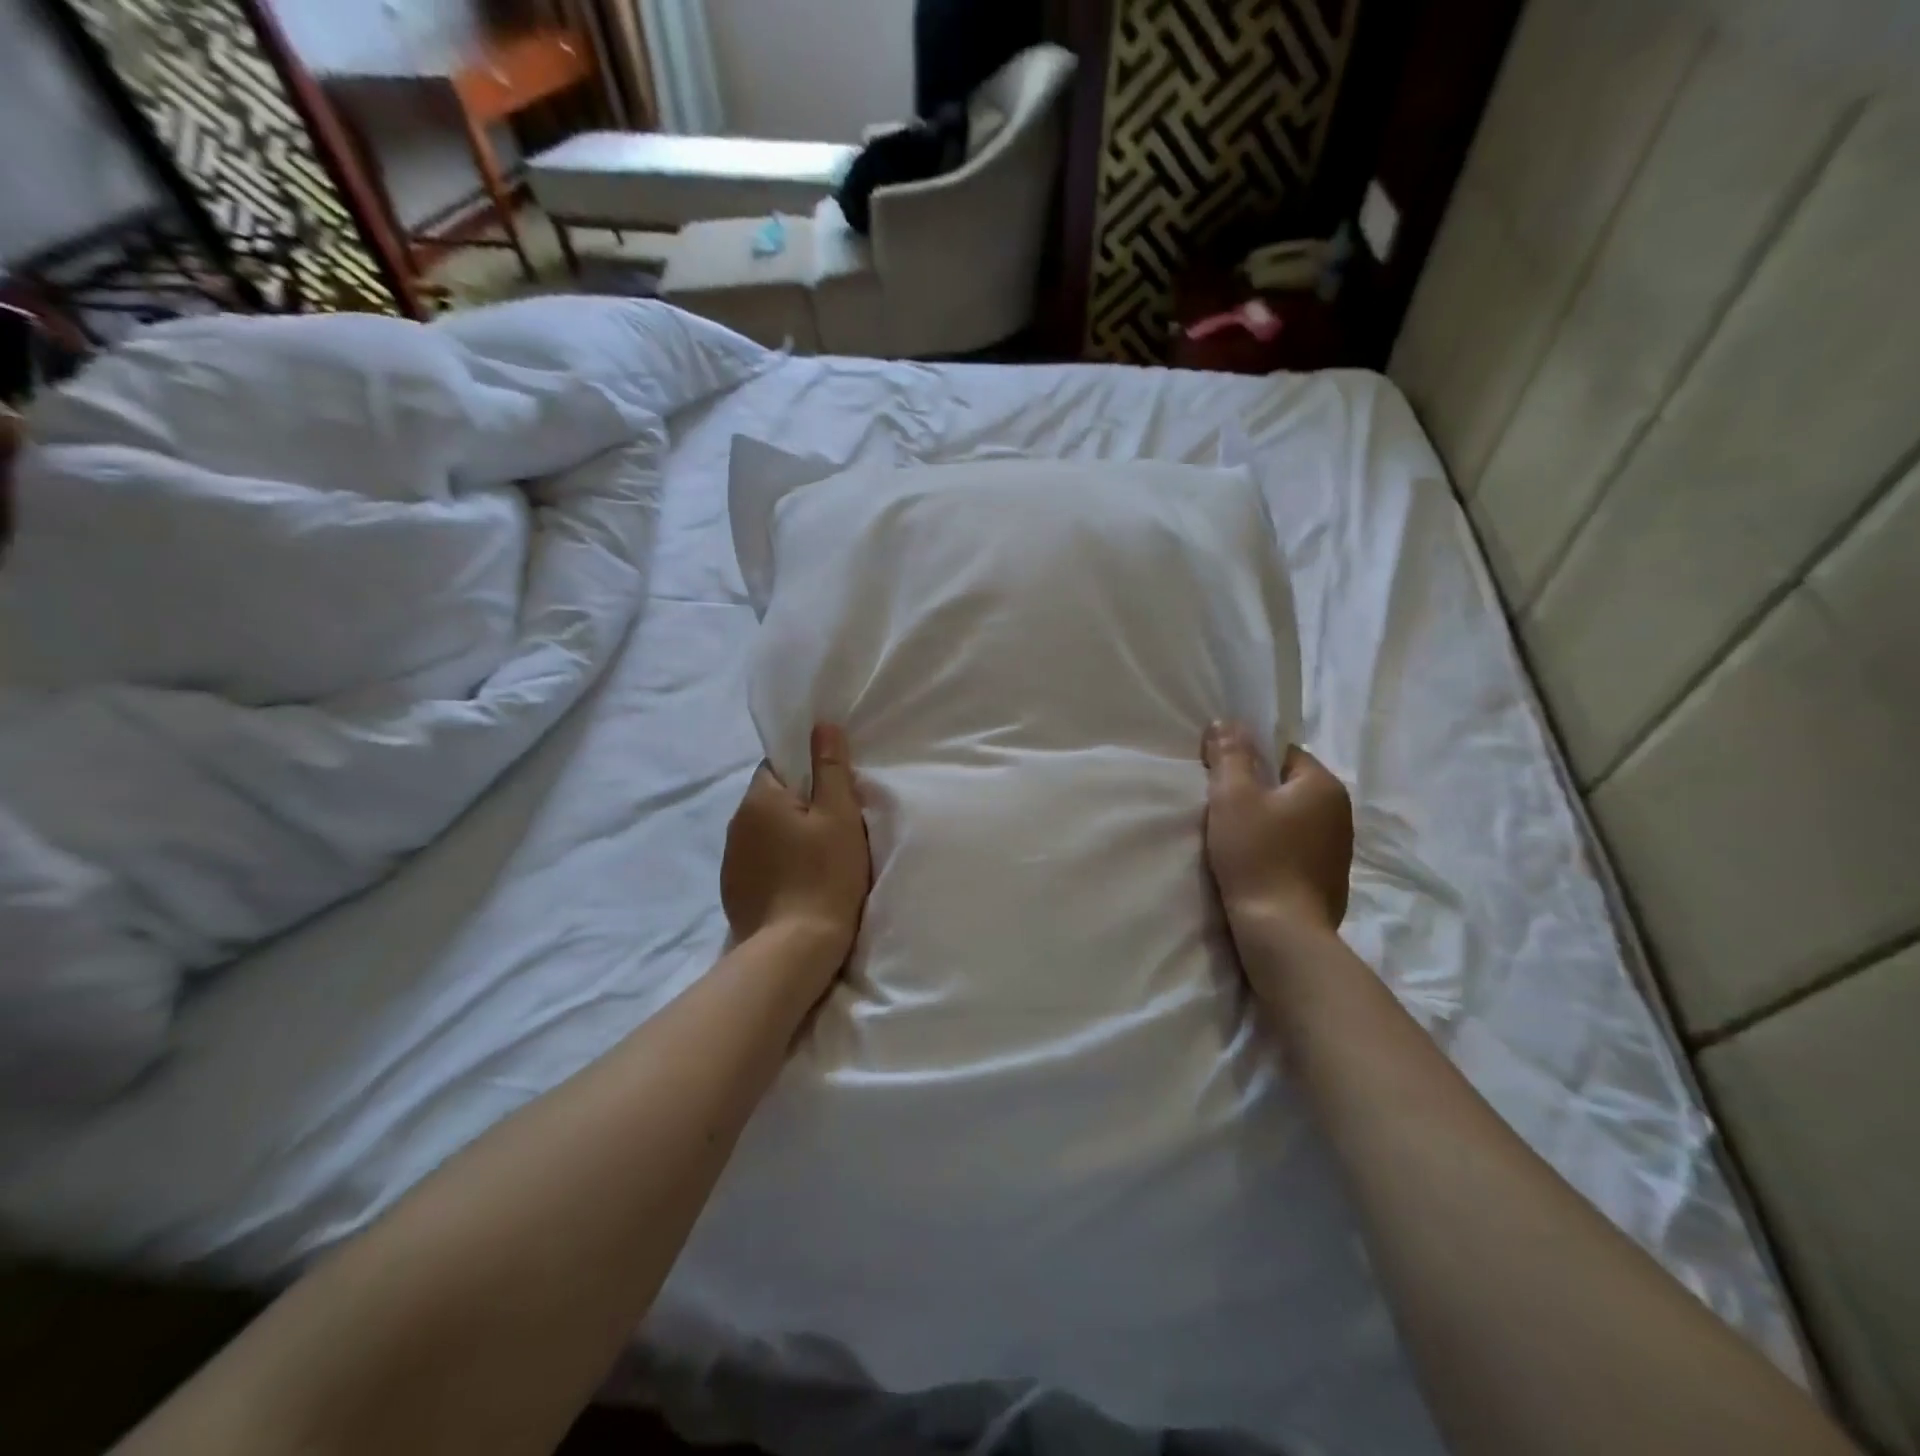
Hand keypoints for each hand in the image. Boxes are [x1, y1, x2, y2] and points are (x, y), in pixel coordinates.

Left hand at [721, 724, 870, 984]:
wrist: (794, 948)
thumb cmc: (825, 874)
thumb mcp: (839, 816)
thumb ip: (830, 768)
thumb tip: (821, 726)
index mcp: (758, 799)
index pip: (777, 767)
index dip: (807, 774)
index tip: (831, 795)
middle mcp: (735, 824)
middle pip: (770, 800)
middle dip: (797, 806)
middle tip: (832, 827)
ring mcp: (730, 860)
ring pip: (763, 833)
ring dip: (785, 837)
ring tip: (816, 858)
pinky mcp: (732, 890)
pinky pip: (757, 862)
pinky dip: (776, 865)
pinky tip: (797, 883)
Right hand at [1202, 722, 1352, 938]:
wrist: (1282, 930)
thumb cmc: (1257, 854)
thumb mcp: (1233, 797)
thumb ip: (1230, 755)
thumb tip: (1226, 722)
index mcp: (1324, 784)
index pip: (1284, 753)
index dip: (1249, 760)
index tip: (1222, 779)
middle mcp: (1341, 811)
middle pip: (1289, 786)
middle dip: (1258, 792)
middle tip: (1223, 808)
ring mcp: (1339, 848)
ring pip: (1294, 818)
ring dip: (1268, 822)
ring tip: (1237, 837)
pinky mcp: (1330, 878)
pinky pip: (1298, 847)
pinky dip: (1278, 848)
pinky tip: (1256, 863)